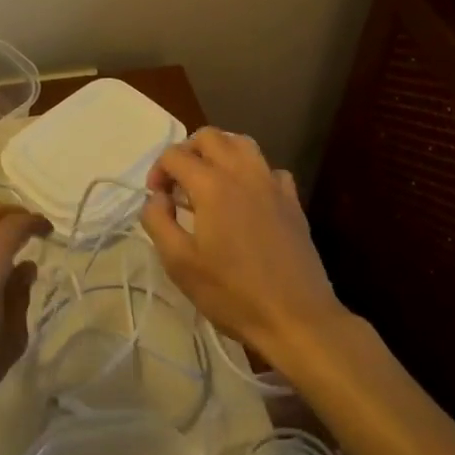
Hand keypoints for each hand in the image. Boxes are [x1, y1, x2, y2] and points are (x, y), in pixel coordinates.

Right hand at [141, 128, 348, 365]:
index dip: (158, 171)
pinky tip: (248, 198)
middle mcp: (242, 172)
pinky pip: (269, 169)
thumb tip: (157, 198)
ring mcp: (272, 183)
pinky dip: (252, 173)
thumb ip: (158, 222)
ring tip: (210, 180)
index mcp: (211, 185)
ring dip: (220, 152)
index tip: (157, 200)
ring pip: (242, 144)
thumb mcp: (180, 264)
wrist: (297, 319)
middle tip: (179, 182)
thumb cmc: (233, 293)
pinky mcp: (293, 201)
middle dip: (187, 151)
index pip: (175, 155)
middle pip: (209, 136)